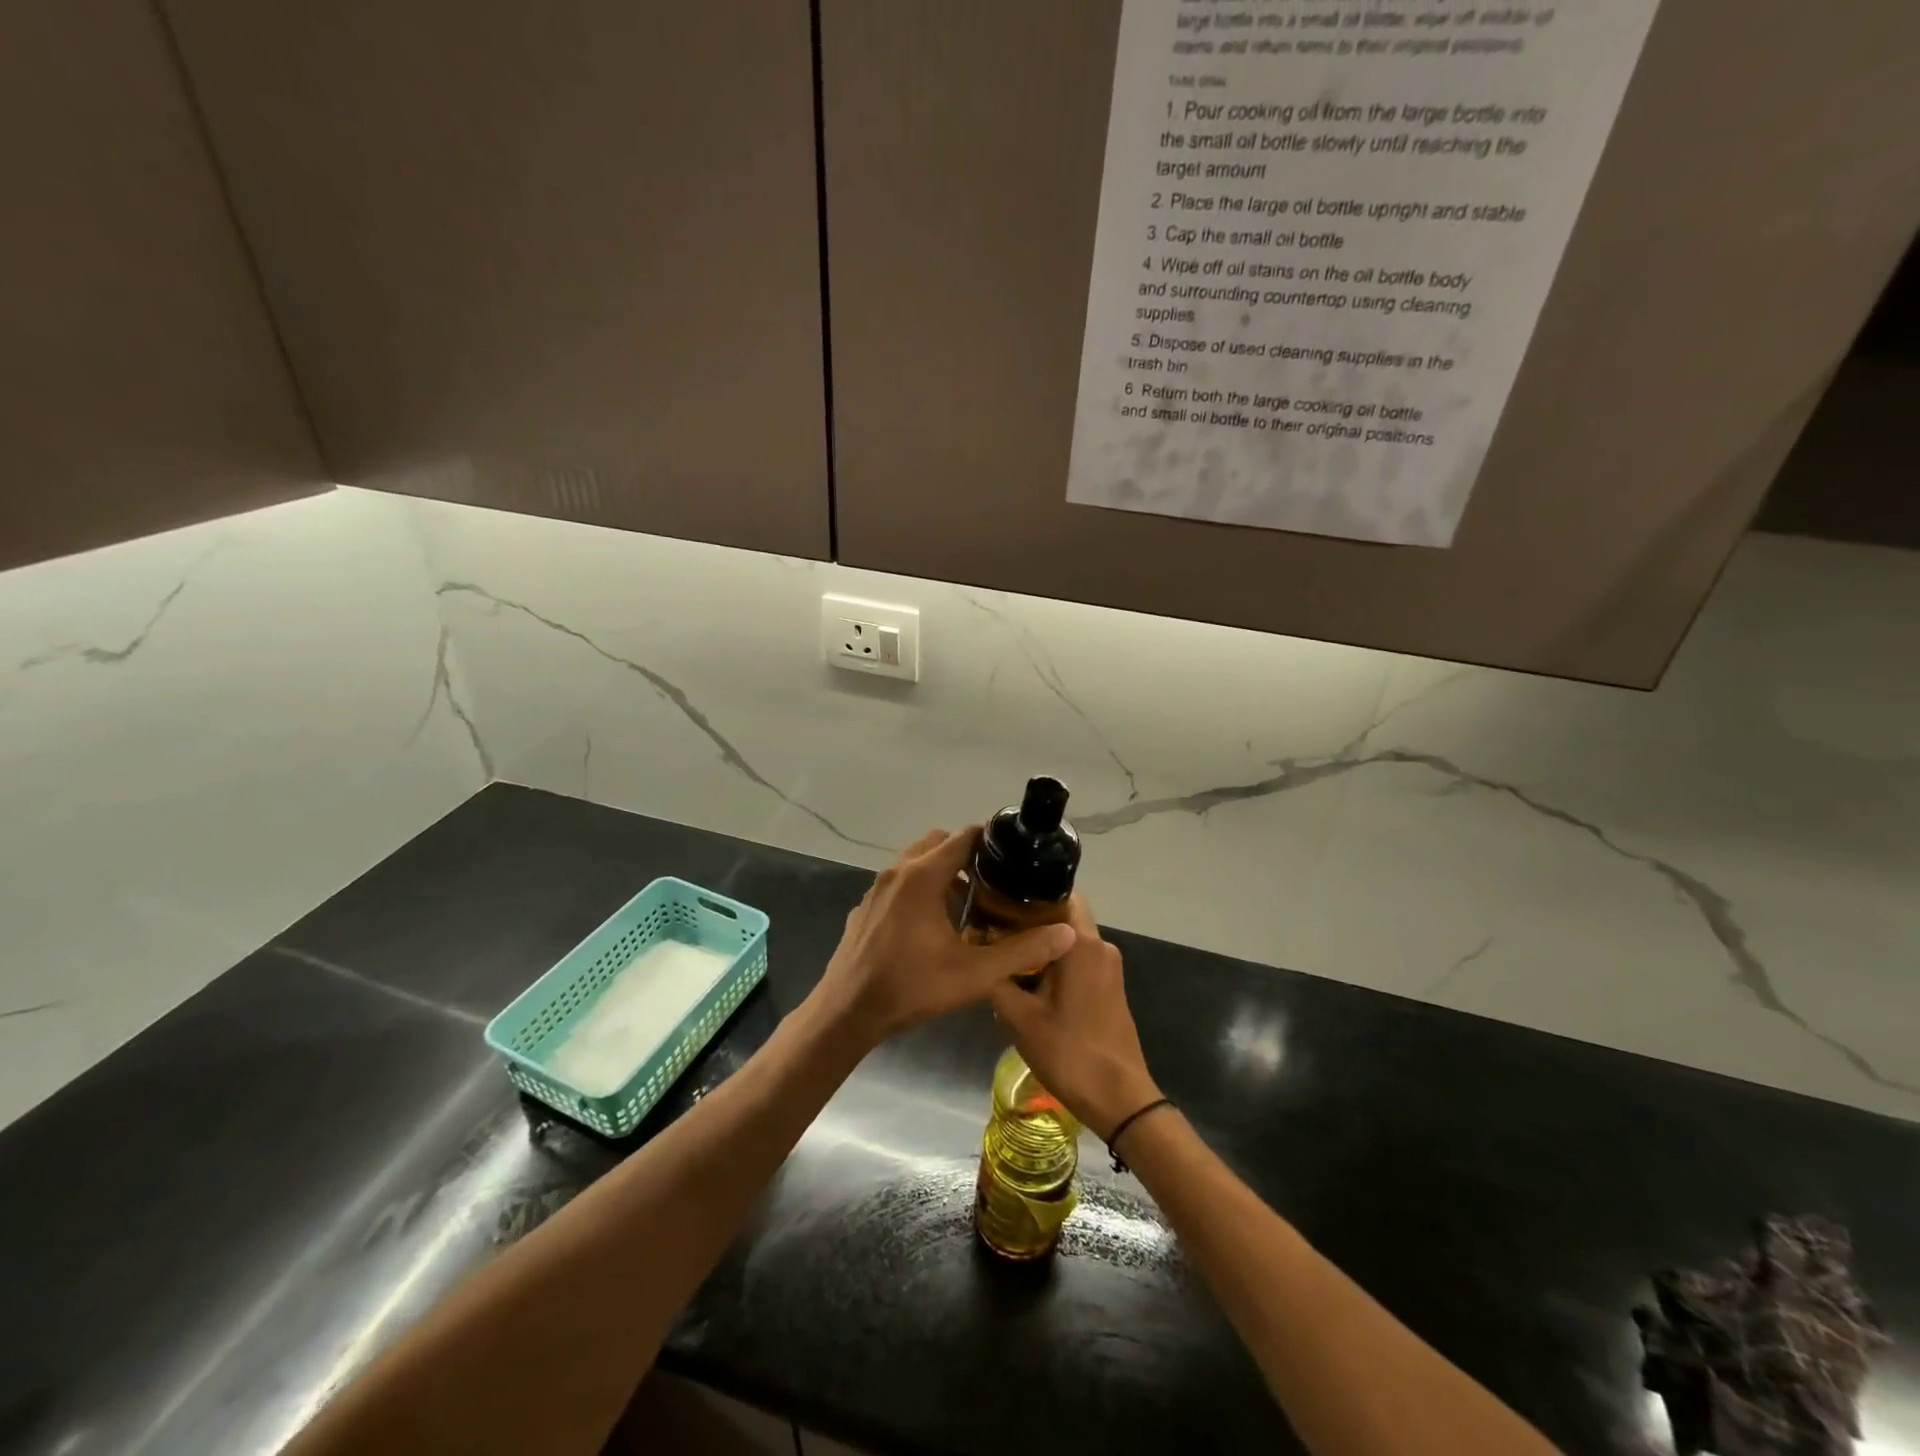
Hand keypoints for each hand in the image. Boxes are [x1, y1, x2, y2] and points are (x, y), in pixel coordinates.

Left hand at [813, 828, 1076, 1047]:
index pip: (962, 837)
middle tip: (992, 881)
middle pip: (937, 843)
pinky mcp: (865, 907)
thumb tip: (1067, 933)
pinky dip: (918, 888)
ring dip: (940, 871)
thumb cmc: (911, 987)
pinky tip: (930, 925)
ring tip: (967, 902)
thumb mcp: (974, 974)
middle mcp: (897, 872)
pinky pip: (898, 883)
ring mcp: (876, 888)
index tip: (1013, 854)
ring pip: (914, 862)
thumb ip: (1022, 951)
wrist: (847, 1012)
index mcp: (923, 876)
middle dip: (965, 854)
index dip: (990, 840)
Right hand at [989, 897, 1160, 1142]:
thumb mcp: (1020, 1019)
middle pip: (1063, 917)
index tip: (999, 901)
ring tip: (1005, 956)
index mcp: (1082, 944)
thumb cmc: (1070, 1052)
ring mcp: (1109, 968)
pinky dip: (1056, 964)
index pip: (1060, 894)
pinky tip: (1029, 982)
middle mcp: (1100, 946)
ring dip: (1042, 946)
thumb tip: (981, 958)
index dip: (1029, 894)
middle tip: (993, 930)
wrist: (1119, 1099)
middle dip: (1031, 921)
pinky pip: (1080, 961)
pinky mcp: (1111, 987)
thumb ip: (997, 982)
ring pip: (1070, 941)